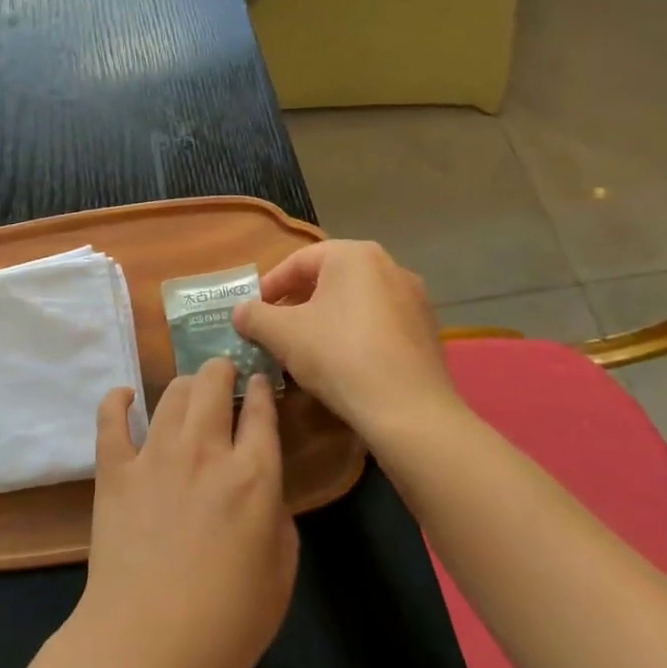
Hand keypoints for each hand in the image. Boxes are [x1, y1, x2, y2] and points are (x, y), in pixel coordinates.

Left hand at [71, 360, 297, 667]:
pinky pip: (111, 418)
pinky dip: (118, 400)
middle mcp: (205, 451)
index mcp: (254, 476)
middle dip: (221, 369)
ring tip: (189, 389)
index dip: (262, 388)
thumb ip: (277, 518)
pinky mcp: (115, 469)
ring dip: (185, 384)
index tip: (259, 380)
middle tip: (223, 375)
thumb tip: (263, 489)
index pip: (261, 411)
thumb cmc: (226, 623)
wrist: (147, 643)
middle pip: (213, 383)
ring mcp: (155, 455)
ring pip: (172, 393)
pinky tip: (126, 396)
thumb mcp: (281, 574)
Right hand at [232, 241, 470, 445]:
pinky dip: (353, 335)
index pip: (298, 261)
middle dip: (296, 303)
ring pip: (354, 302)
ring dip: (323, 319)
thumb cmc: (339, 357)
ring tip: (302, 348)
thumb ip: (254, 316)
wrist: (409, 411)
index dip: (268, 286)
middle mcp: (390, 266)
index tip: (251, 312)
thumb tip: (240, 311)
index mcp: (355, 256)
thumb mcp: (282, 334)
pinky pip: (378, 324)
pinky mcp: (426, 331)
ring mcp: (414, 299)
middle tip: (273, 329)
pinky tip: (340, 364)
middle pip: (328, 279)